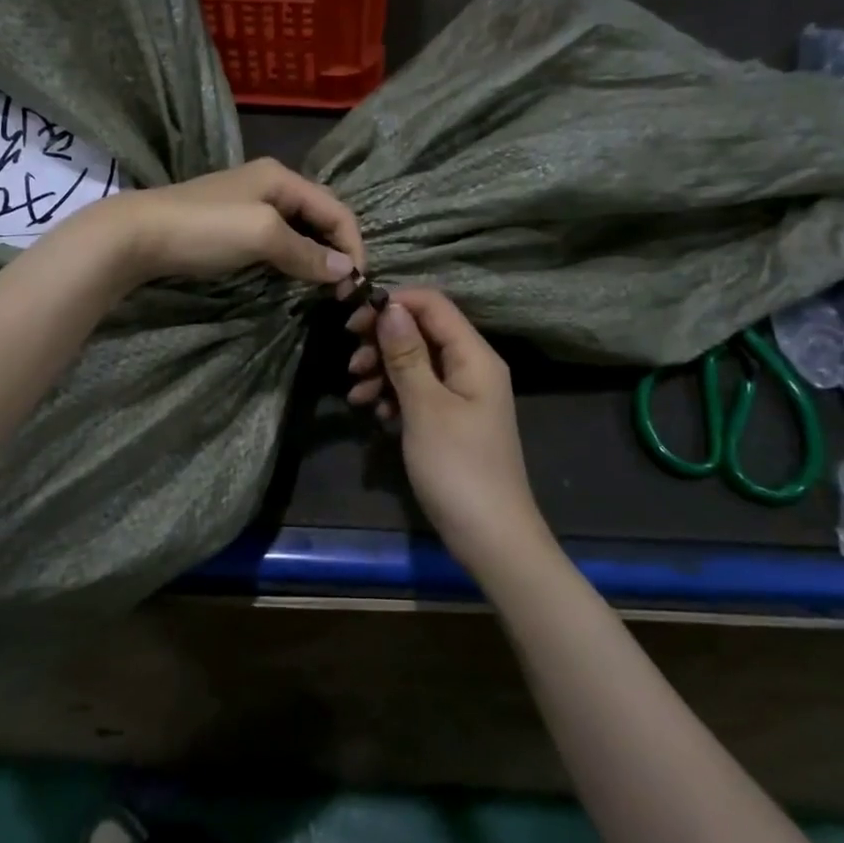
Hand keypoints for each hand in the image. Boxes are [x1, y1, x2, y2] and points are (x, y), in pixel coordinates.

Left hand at [86, 159, 364, 286]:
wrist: (136, 235)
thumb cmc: (205, 229)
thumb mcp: (262, 236)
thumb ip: (306, 251)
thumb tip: (347, 270)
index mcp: (282, 178)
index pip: (337, 209)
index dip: (353, 245)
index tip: (356, 285)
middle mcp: (270, 184)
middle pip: (319, 216)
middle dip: (336, 250)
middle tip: (341, 290)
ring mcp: (248, 203)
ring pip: (298, 229)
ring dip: (314, 256)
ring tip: (322, 287)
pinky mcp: (231, 224)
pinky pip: (276, 239)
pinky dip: (291, 257)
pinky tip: (290, 276)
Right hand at [347, 289, 554, 573]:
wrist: (491, 538)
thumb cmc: (458, 469)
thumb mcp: (425, 408)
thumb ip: (406, 355)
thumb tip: (390, 306)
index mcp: (474, 356)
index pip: (433, 305)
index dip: (392, 303)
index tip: (352, 320)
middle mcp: (471, 367)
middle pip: (421, 332)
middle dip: (382, 341)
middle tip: (352, 363)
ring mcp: (461, 394)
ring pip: (415, 362)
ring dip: (382, 370)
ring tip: (356, 394)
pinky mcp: (450, 419)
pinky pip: (418, 391)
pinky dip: (392, 395)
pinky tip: (373, 412)